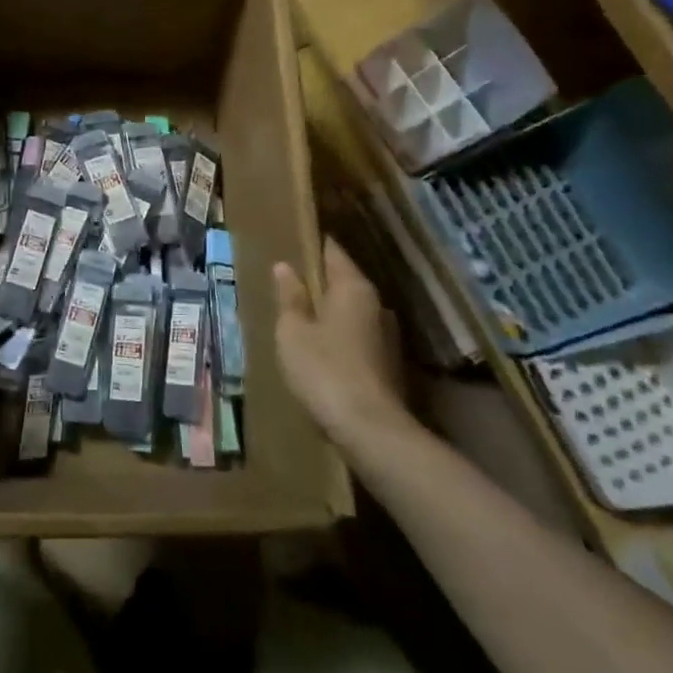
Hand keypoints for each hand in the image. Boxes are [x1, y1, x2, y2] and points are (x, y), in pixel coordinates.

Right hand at [273, 238, 410, 444]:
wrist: (371, 430)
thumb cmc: (324, 370)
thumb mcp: (293, 331)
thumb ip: (290, 297)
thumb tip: (285, 266)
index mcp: (353, 287)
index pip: (332, 251)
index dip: (312, 245)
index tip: (292, 242)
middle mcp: (376, 303)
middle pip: (344, 281)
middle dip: (319, 280)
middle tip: (288, 281)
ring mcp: (386, 334)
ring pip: (351, 310)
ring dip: (329, 311)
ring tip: (300, 315)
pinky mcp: (388, 363)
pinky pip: (357, 336)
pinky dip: (339, 335)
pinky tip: (320, 348)